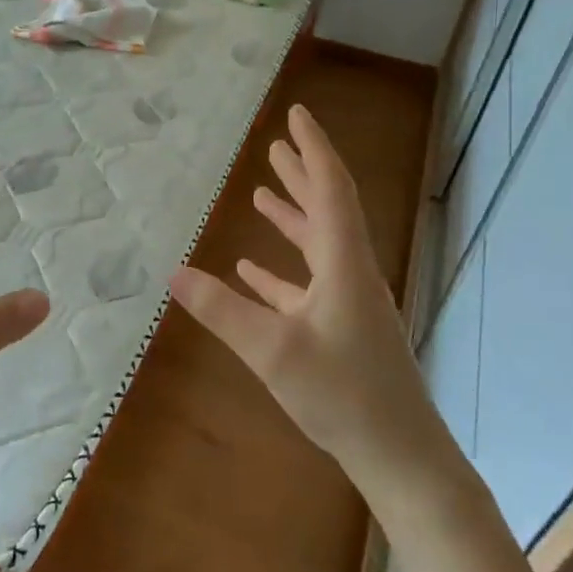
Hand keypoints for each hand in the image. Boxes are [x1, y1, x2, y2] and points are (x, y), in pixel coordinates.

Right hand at [170, 104, 463, 499]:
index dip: (313, 149)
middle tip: (277, 145)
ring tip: (260, 193)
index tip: (297, 116)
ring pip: (318, 245)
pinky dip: (281, 270)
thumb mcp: (272, 350)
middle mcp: (350, 274)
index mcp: (344, 265)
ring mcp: (349, 303)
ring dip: (292, 216)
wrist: (399, 455)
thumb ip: (222, 310)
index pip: (331, 190)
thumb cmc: (343, 395)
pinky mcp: (342, 330)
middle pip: (327, 209)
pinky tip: (251, 269)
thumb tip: (173, 273)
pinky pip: (308, 284)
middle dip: (302, 174)